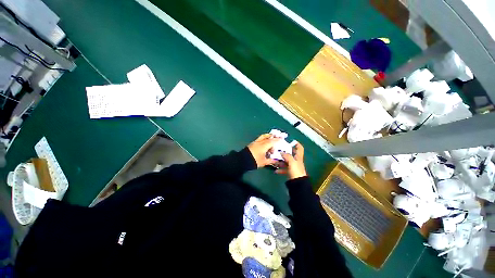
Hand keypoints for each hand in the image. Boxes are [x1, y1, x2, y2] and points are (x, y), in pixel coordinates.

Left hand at [247, 134, 280, 167]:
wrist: (243, 160)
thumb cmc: (255, 161)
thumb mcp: (264, 162)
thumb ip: (271, 160)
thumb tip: (277, 161)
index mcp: (264, 145)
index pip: (273, 141)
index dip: (278, 140)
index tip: (282, 139)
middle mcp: (260, 142)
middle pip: (268, 137)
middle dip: (273, 136)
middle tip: (277, 137)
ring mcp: (255, 142)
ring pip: (263, 137)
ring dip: (268, 137)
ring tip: (271, 139)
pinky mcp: (252, 144)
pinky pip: (259, 139)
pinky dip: (263, 139)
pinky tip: (264, 144)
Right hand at [275, 143, 306, 179]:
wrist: (298, 183)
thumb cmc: (296, 171)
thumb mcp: (291, 162)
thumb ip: (287, 156)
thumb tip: (281, 152)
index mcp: (298, 157)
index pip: (299, 148)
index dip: (297, 144)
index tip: (291, 141)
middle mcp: (296, 161)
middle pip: (291, 154)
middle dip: (285, 152)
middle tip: (278, 150)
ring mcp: (293, 167)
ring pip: (286, 161)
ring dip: (281, 161)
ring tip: (275, 160)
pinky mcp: (290, 172)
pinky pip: (284, 169)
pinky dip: (280, 169)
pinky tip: (276, 170)